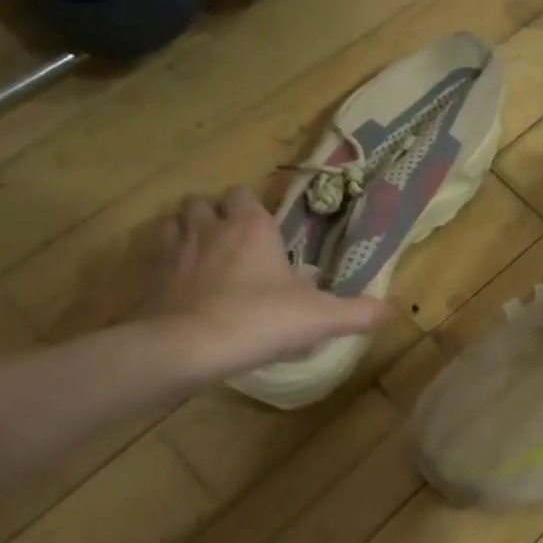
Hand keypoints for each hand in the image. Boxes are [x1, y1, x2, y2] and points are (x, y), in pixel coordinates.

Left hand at [134, 186, 388, 382]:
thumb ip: (356, 313)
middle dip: (216, 214)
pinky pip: (155, 255)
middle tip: (235, 241)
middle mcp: (209, 227)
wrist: (187, 348)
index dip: (252, 207)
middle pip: (204, 201)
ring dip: (189, 231)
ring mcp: (174, 249)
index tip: (266, 229)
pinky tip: (182, 284)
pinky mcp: (149, 277)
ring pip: (176, 222)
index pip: (245, 194)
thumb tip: (392, 311)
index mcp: (251, 226)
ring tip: (205, 256)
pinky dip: (167, 262)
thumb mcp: (318, 318)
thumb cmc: (258, 320)